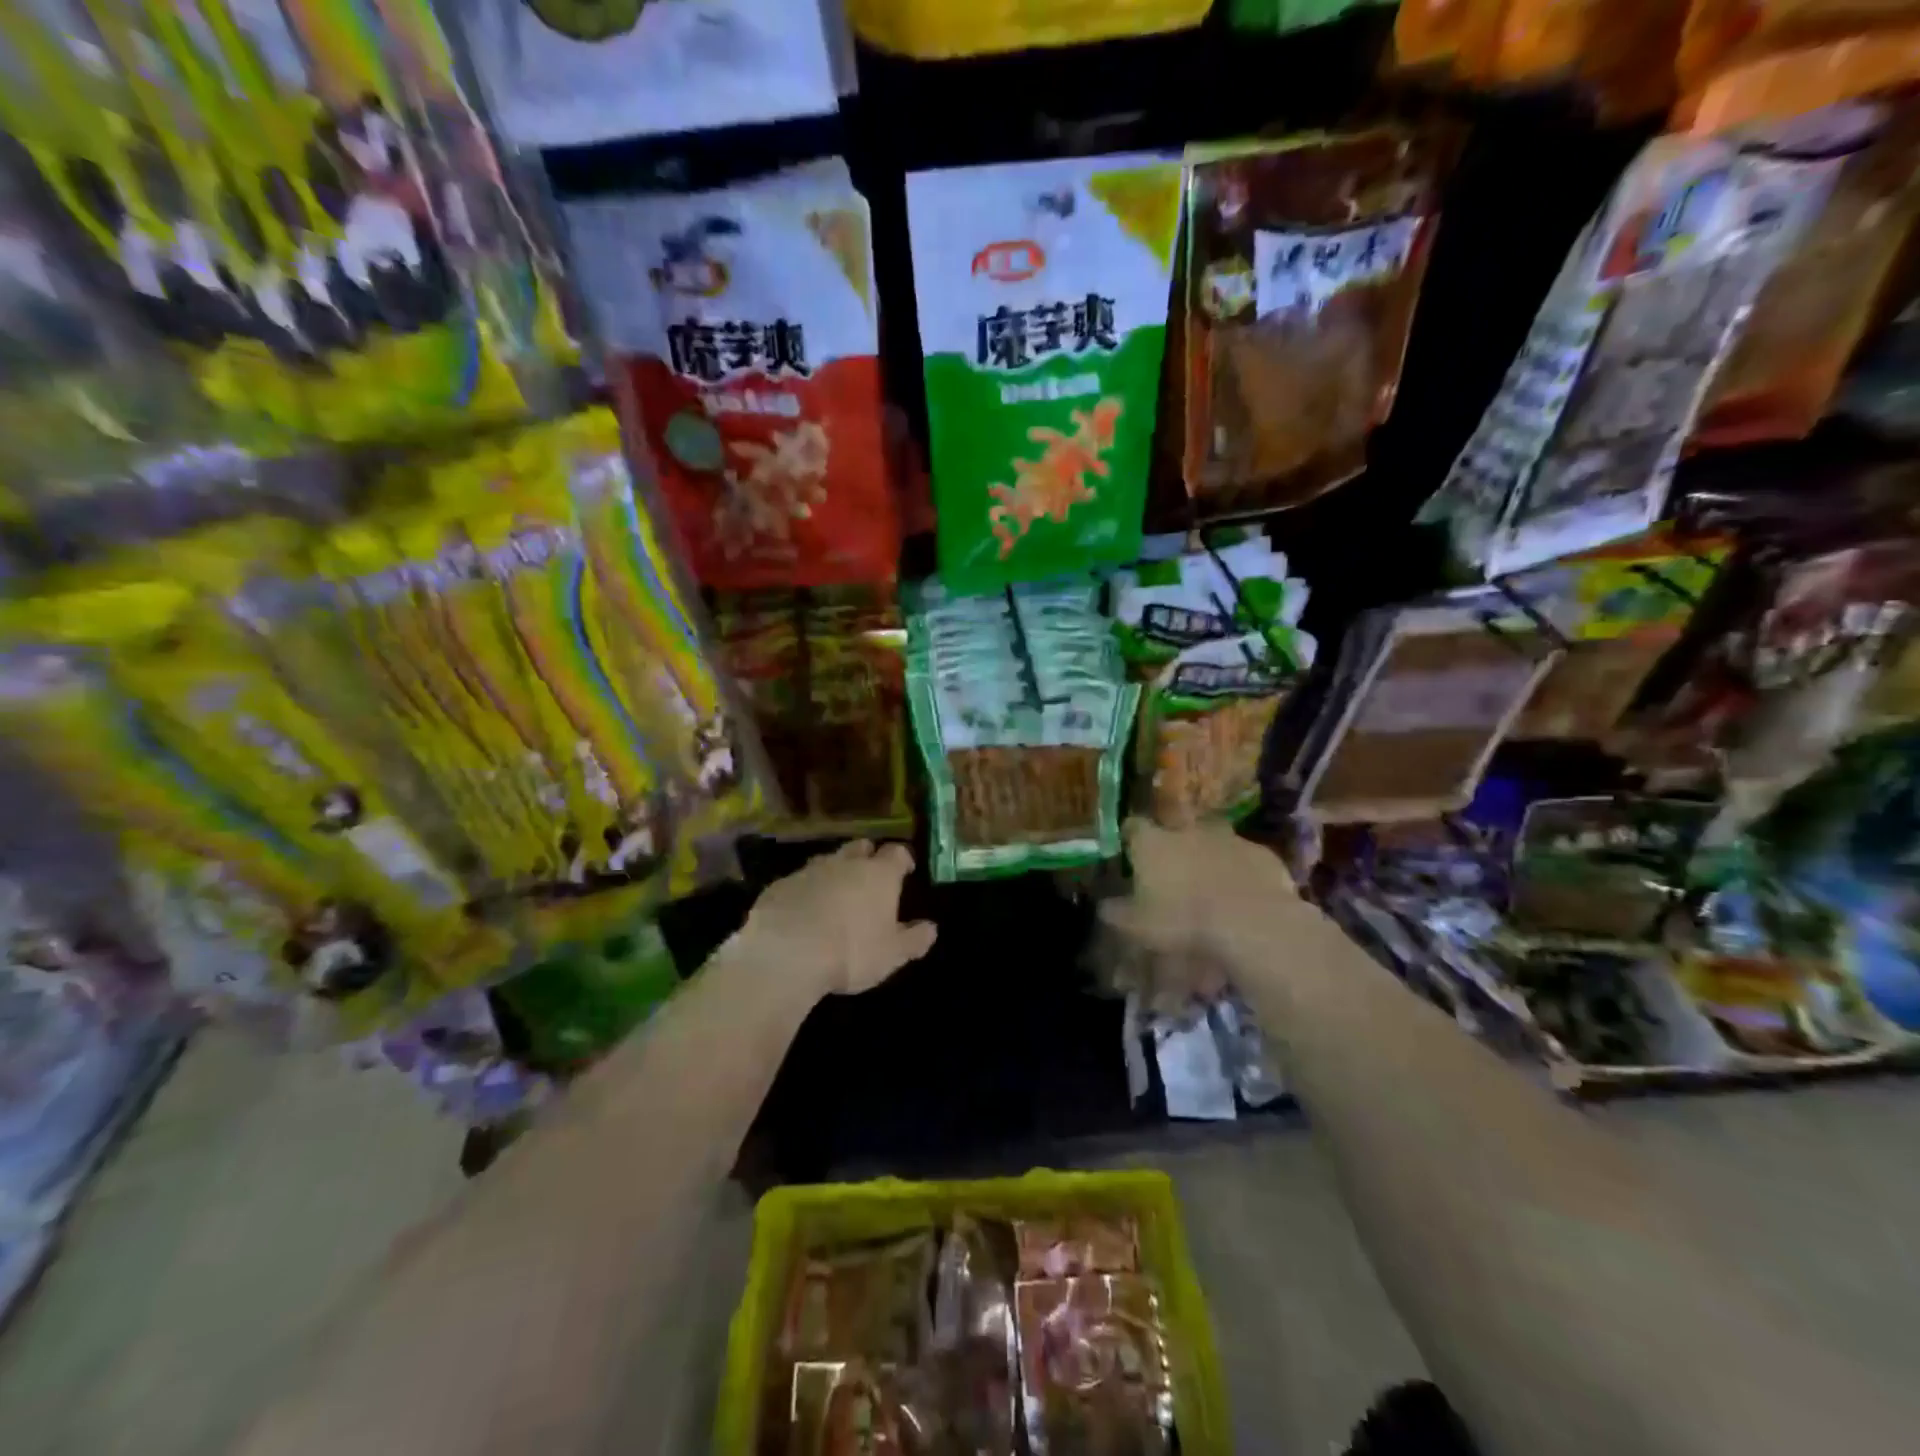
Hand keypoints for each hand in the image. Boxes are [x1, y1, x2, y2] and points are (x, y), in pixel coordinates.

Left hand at [738, 840, 937, 997]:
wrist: (785, 953)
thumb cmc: (851, 952)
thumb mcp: (892, 955)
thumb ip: (914, 939)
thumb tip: (931, 928)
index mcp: (879, 875)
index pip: (897, 853)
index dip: (903, 859)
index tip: (906, 869)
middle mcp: (846, 864)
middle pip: (861, 847)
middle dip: (867, 857)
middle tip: (870, 876)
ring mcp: (810, 871)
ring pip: (828, 860)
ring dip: (835, 872)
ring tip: (836, 894)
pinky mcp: (780, 885)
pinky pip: (800, 881)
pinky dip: (806, 890)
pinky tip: (804, 910)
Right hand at [1096, 819, 1301, 987]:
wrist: (1251, 922)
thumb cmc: (1182, 921)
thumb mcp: (1137, 926)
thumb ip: (1117, 913)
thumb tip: (1104, 906)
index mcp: (1153, 842)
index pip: (1133, 827)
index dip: (1131, 838)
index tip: (1130, 852)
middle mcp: (1188, 830)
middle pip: (1176, 829)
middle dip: (1173, 846)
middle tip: (1173, 872)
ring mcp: (1228, 838)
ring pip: (1213, 840)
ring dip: (1209, 856)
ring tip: (1210, 884)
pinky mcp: (1261, 853)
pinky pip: (1245, 858)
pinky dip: (1241, 871)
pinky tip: (1243, 895)